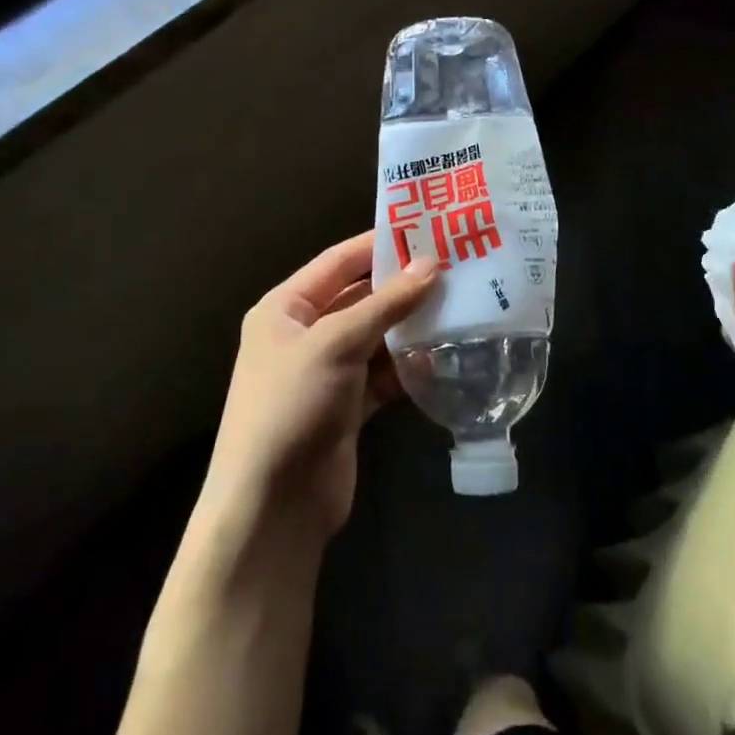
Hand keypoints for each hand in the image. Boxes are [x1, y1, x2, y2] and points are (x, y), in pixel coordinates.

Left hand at [202, 231, 439, 541]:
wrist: (273, 505)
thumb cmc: (292, 406)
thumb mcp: (335, 344)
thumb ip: (385, 304)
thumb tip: (431, 265)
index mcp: (285, 309)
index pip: (337, 262)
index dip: (379, 245)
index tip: (426, 229)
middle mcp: (304, 335)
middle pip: (360, 298)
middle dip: (403, 286)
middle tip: (456, 267)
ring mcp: (327, 372)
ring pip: (377, 337)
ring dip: (411, 327)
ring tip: (461, 305)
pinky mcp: (348, 406)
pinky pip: (384, 374)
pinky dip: (409, 366)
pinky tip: (444, 356)